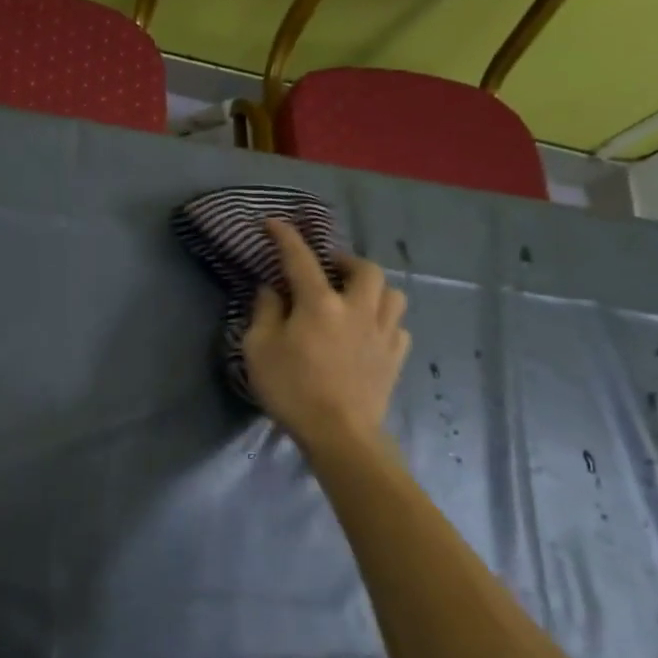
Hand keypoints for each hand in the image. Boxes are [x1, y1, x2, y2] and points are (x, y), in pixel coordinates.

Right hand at [242, 219, 411, 454]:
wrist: (339, 434)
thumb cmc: (292, 389)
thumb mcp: (259, 349)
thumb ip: (265, 312)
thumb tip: (272, 289)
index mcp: (320, 303)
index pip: (300, 258)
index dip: (286, 237)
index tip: (274, 223)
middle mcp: (358, 308)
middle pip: (364, 268)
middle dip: (345, 261)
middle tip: (328, 269)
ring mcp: (383, 332)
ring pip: (392, 294)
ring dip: (373, 288)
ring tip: (356, 297)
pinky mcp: (396, 357)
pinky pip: (398, 327)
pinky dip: (384, 322)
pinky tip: (370, 332)